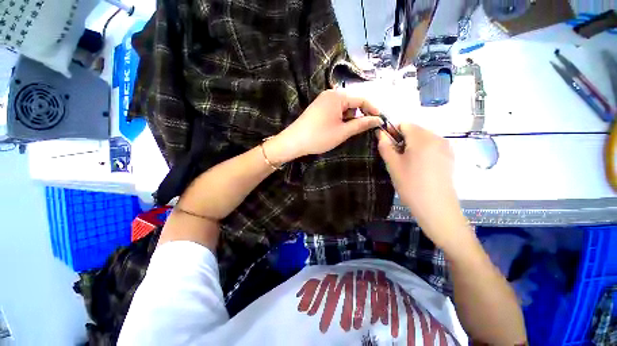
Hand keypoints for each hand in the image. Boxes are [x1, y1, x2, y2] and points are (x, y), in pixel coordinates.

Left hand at [266, 90, 381, 163]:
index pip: (362, 99)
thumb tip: (378, 120)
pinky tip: (339, 128)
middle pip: (352, 102)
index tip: (380, 120)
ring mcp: (323, 100)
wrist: (294, 142)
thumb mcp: (343, 132)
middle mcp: (330, 94)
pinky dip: (341, 118)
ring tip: (349, 131)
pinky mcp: (318, 108)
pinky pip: (335, 110)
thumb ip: (361, 124)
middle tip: (365, 128)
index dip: (372, 110)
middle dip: (360, 115)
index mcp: (338, 96)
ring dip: (350, 118)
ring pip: (344, 107)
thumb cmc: (319, 137)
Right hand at [377, 123, 468, 249]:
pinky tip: (418, 167)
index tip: (386, 146)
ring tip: (406, 164)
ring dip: (411, 146)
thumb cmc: (411, 185)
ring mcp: (445, 147)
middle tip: (396, 158)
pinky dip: (421, 151)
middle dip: (402, 140)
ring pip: (422, 138)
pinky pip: (431, 147)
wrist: (436, 208)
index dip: (392, 132)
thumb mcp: (393, 165)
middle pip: (414, 130)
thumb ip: (385, 146)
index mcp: (422, 138)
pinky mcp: (449, 157)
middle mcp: (437, 138)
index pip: (404, 124)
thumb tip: (380, 133)